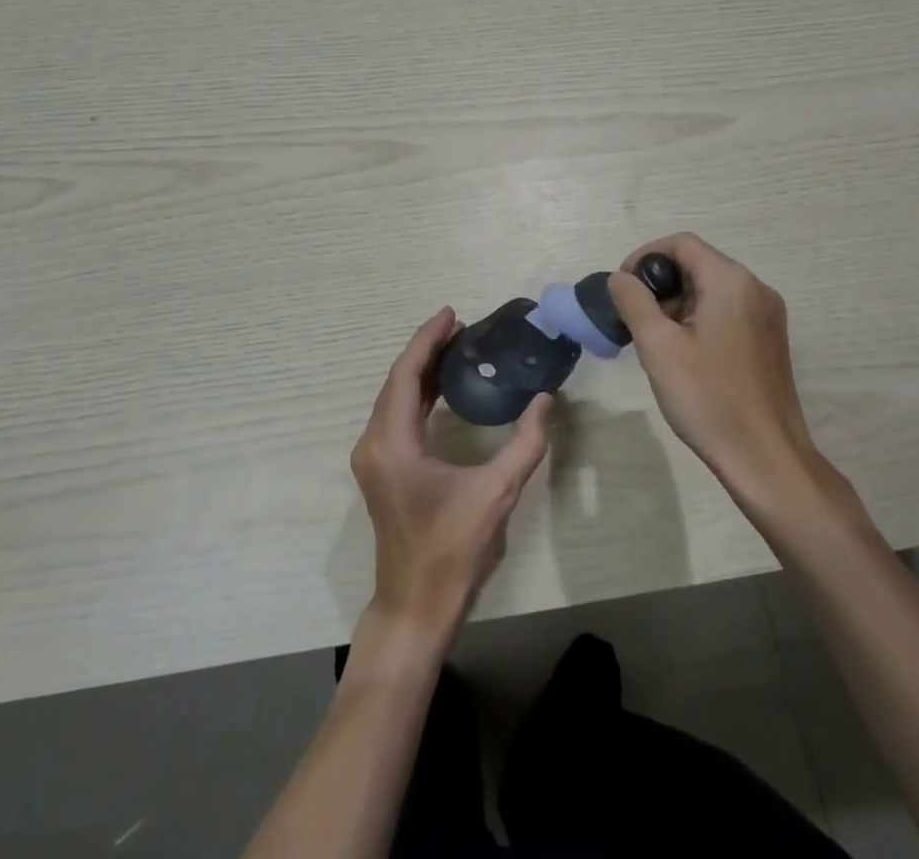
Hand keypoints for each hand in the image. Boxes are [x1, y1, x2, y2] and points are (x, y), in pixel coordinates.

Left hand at [350, 308, 552, 651]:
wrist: (415, 606)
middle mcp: (373, 442)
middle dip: (427, 349)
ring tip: (456, 347)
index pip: (406, 374)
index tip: (452, 313)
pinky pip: (397, 415)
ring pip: (395, 397)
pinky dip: (418, 394)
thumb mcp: (495, 495)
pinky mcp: (382, 468)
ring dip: (422, 370)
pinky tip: (444, 387)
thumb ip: (524, 444)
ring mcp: (373, 456)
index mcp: (391, 442)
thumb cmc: (451, 551)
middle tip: (462, 326)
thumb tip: (545, 399)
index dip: (428, 339)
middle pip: (397, 380)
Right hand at [609, 234, 844, 513]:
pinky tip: (684, 354)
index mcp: (731, 281)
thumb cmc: (709, 398)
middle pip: (697, 264)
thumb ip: (633, 301)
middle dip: (660, 284)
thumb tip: (620, 278)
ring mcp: (767, 316)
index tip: (623, 289)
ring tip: (655, 341)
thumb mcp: (658, 346)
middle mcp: (756, 289)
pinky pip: (727, 311)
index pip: (681, 243)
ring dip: (677, 303)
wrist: (766, 459)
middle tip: (635, 319)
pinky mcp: (769, 340)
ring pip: (711, 289)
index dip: (645, 257)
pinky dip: (698, 319)